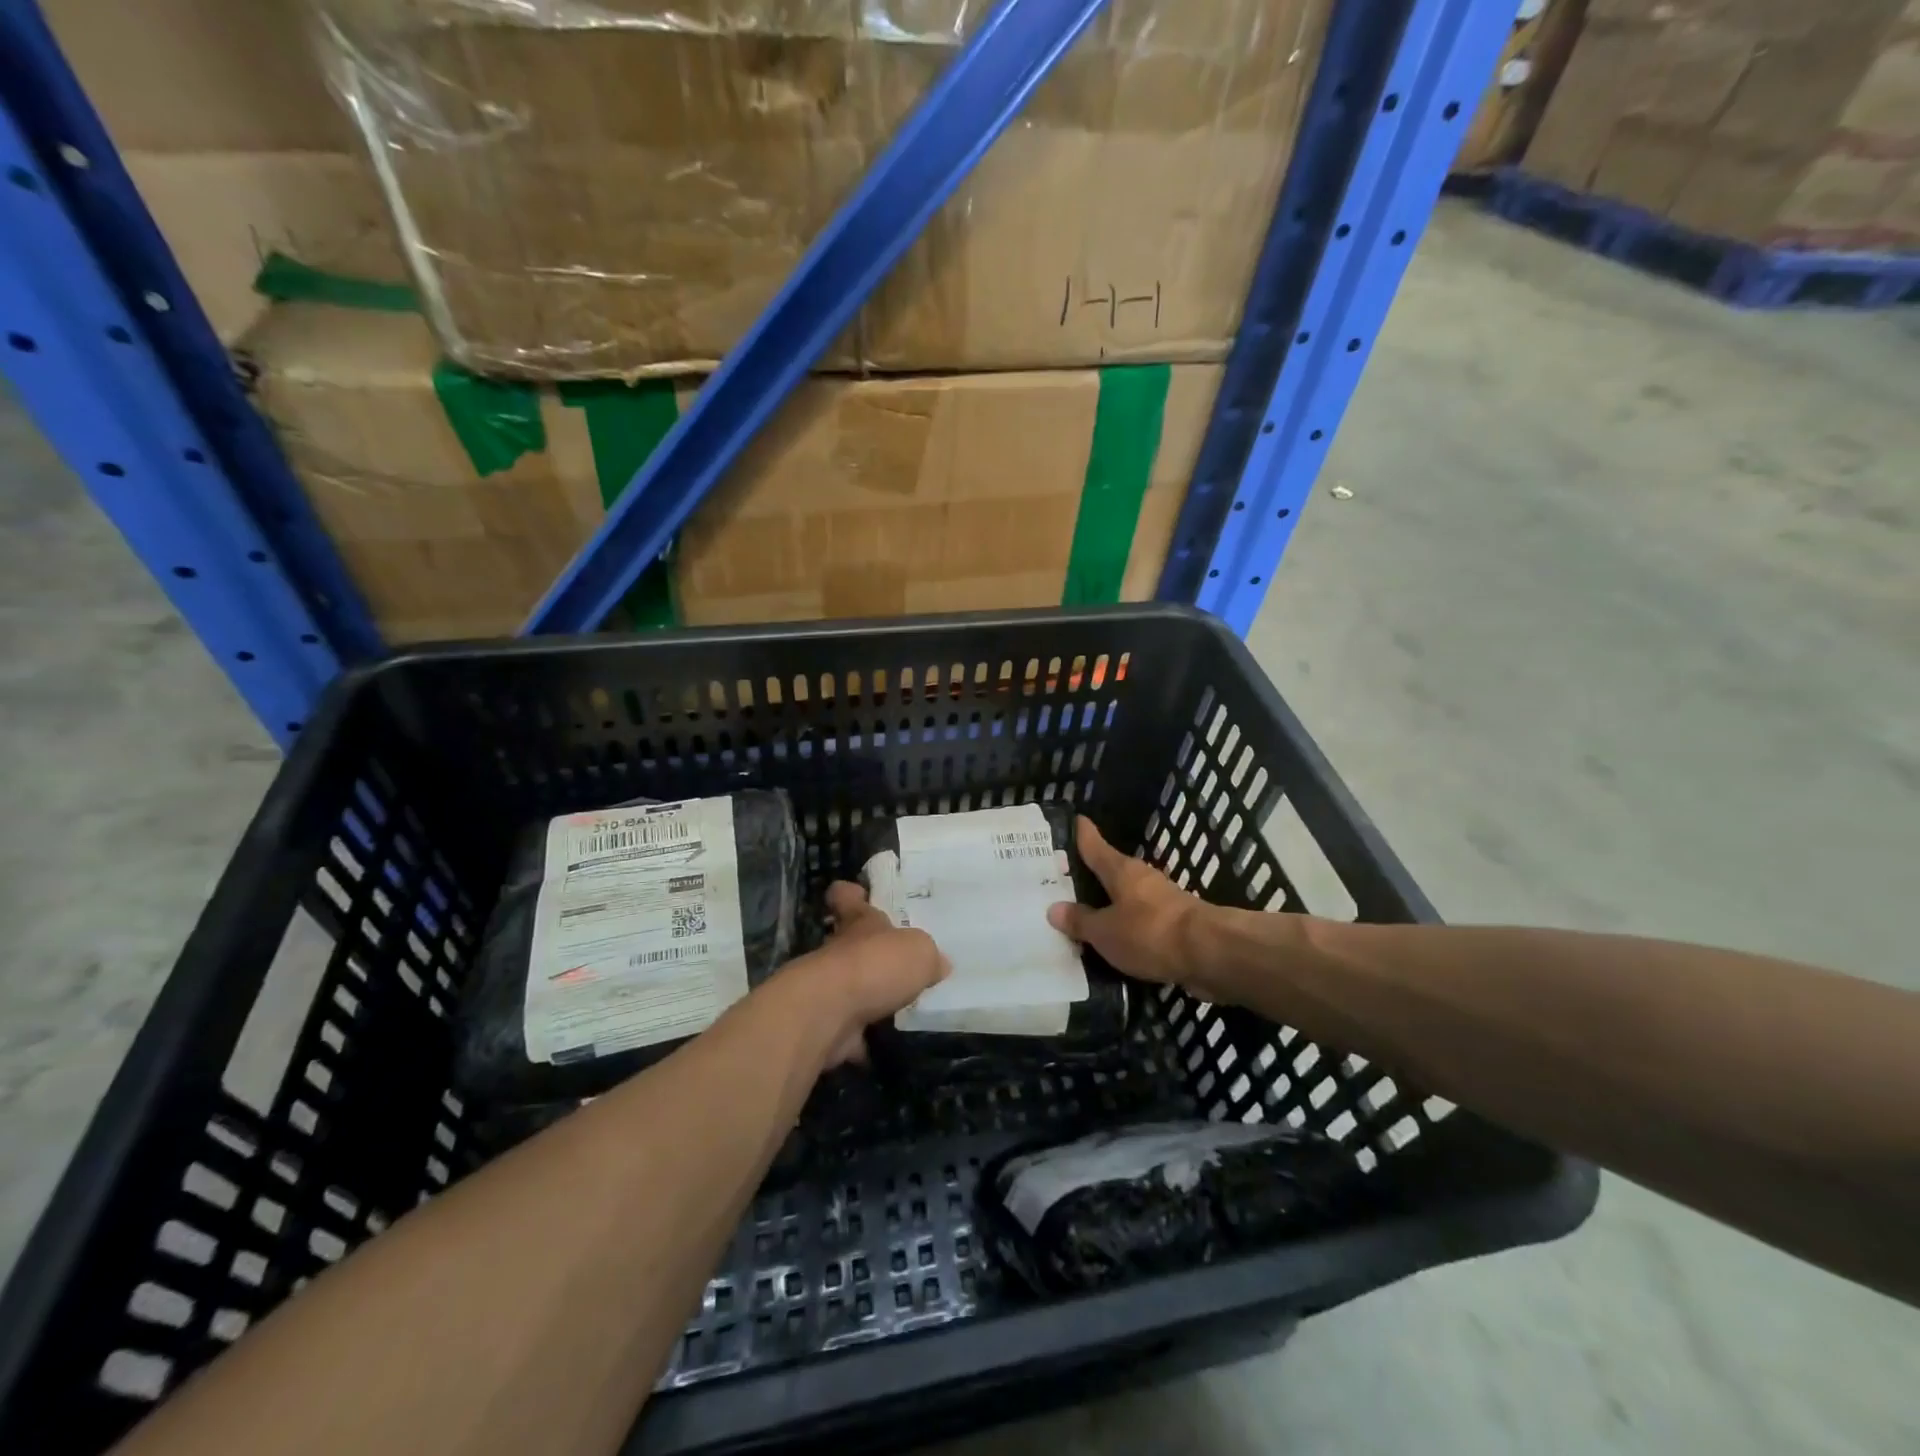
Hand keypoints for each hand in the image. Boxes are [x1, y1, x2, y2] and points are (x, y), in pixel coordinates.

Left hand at [808, 881, 948, 1065]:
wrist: (830, 1013)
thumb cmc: (875, 965)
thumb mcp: (919, 951)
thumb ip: (928, 956)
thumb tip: (937, 965)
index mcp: (859, 922)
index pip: (848, 897)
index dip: (851, 895)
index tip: (856, 894)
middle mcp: (840, 950)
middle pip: (850, 943)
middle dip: (869, 952)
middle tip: (897, 962)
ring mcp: (830, 989)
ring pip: (851, 987)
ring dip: (868, 996)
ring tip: (899, 1006)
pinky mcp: (828, 1025)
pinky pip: (850, 1030)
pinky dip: (863, 1039)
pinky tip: (885, 1045)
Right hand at [1047, 817, 1196, 985]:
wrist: (1210, 953)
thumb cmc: (1149, 932)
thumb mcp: (1105, 932)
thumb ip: (1080, 921)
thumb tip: (1053, 909)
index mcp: (1120, 870)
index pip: (1094, 845)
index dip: (1082, 833)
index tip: (1074, 819)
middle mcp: (1140, 877)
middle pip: (1110, 870)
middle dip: (1091, 874)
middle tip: (1064, 879)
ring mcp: (1161, 899)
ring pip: (1127, 896)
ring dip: (1110, 902)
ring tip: (1085, 914)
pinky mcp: (1175, 923)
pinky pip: (1141, 919)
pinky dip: (1127, 925)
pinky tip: (1115, 939)